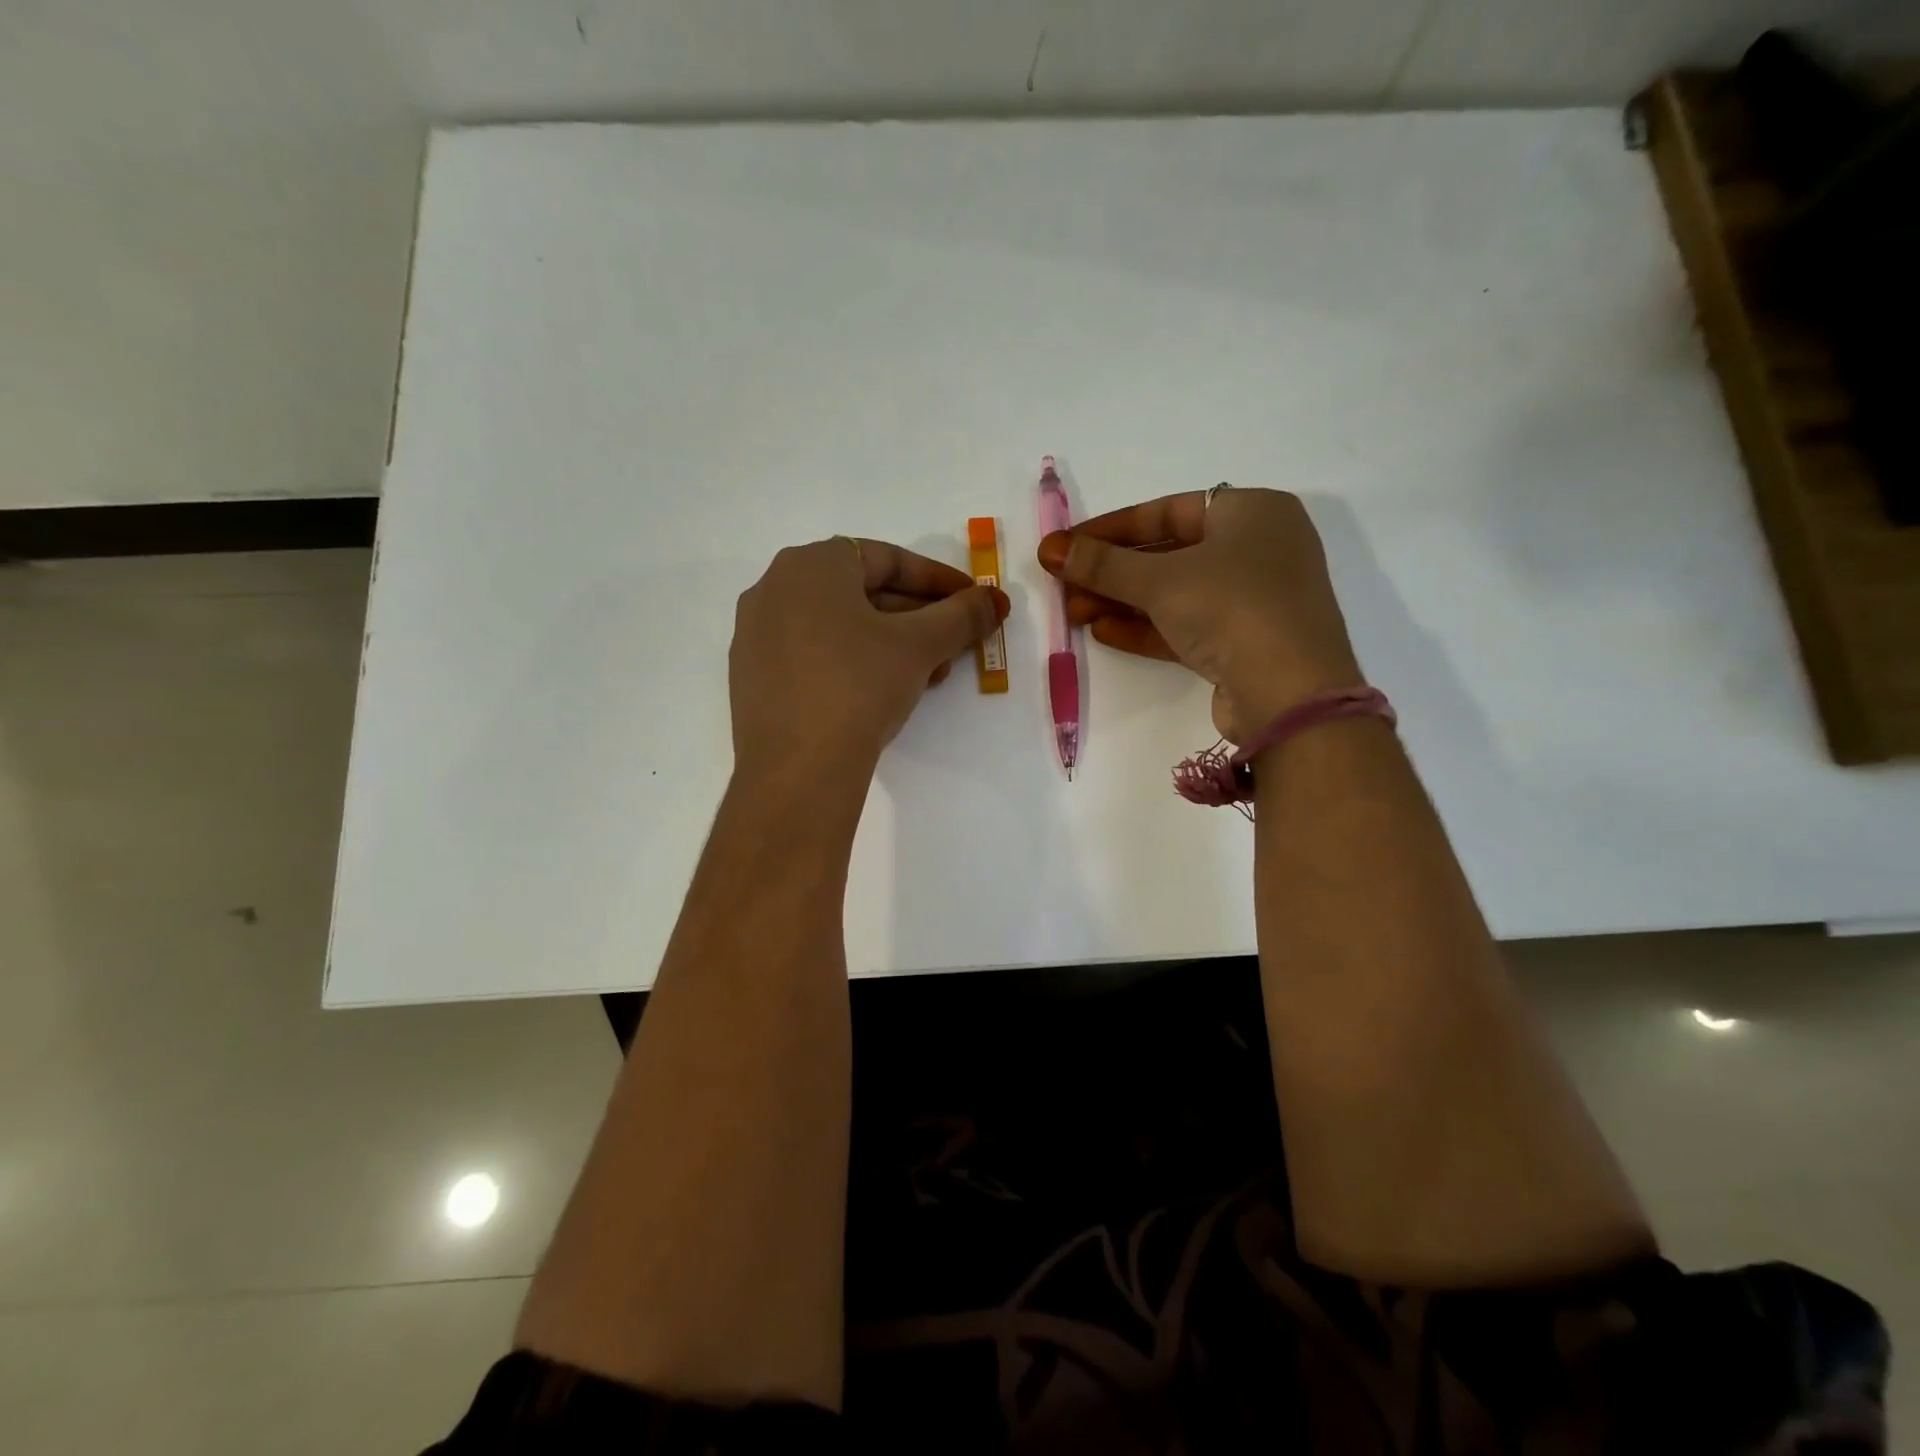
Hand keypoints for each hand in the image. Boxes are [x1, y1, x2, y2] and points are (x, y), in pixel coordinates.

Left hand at [730, 537, 1009, 780]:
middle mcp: (775, 587)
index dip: (939, 581)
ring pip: (840, 626)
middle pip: (863, 593)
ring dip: (892, 644)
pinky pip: (814, 654)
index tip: (973, 602)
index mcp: (810, 564)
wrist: (797, 767)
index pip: (887, 559)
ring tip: (930, 675)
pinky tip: (885, 693)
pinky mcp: (753, 677)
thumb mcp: (919, 646)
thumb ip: (962, 615)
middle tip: (956, 644)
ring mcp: (756, 634)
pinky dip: (855, 663)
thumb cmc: (859, 685)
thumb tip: (996, 599)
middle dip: (918, 619)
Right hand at [1037, 488, 1360, 742]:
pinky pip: (1186, 626)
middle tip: (1064, 584)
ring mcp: (1253, 600)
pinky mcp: (1244, 643)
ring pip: (1175, 593)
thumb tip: (1051, 550)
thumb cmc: (1231, 607)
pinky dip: (1146, 627)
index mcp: (1253, 512)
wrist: (1290, 693)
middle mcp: (1258, 549)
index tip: (1068, 544)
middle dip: (1112, 572)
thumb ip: (1102, 564)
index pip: (1168, 510)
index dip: (1111, 528)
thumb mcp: (1160, 580)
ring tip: (1074, 611)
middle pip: (1169, 554)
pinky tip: (1103, 631)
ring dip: (1122, 601)